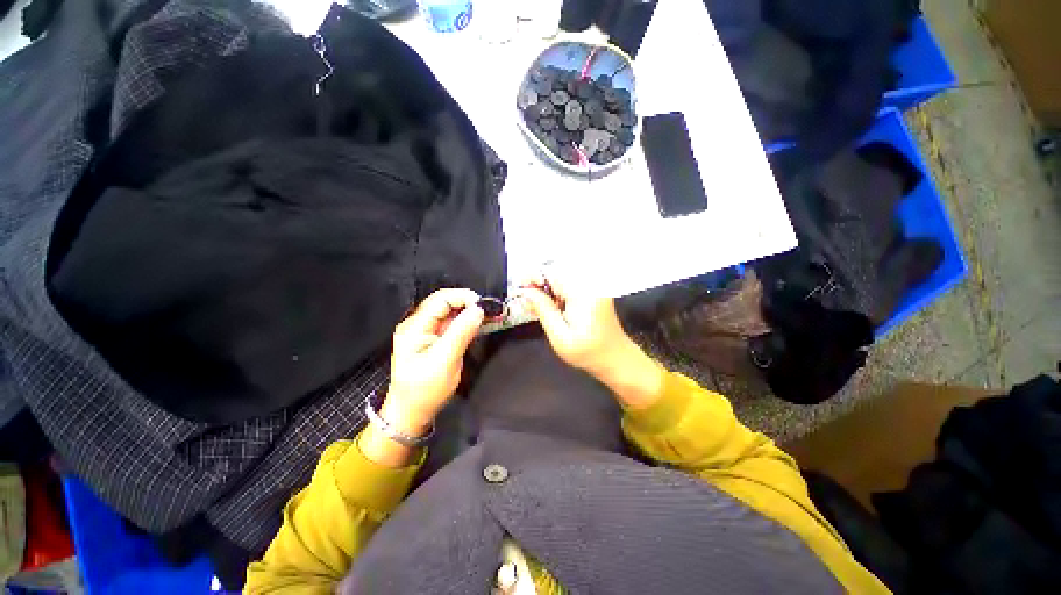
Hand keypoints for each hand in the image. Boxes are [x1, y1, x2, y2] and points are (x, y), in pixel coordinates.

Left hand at [381, 288, 483, 436]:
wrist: (412, 413)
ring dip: (472, 313)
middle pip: (447, 303)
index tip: (483, 306)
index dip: (463, 297)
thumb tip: (478, 310)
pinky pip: (454, 325)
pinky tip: (483, 323)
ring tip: (492, 315)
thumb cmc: (424, 391)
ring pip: (452, 313)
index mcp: (415, 327)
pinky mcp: (436, 340)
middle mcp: (419, 325)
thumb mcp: (444, 361)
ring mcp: (428, 332)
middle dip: (470, 304)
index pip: (441, 299)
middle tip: (491, 310)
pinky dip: (469, 323)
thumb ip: (461, 333)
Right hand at [520, 274, 663, 408]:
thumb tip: (526, 292)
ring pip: (562, 278)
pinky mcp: (594, 291)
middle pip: (557, 272)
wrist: (615, 358)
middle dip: (539, 283)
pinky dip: (557, 292)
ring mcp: (594, 287)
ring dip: (547, 289)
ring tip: (537, 307)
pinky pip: (570, 285)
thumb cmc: (588, 352)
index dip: (533, 277)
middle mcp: (590, 285)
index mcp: (583, 294)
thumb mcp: (560, 336)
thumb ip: (543, 310)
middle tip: (527, 300)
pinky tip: (552, 307)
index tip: (521, 289)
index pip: (552, 273)